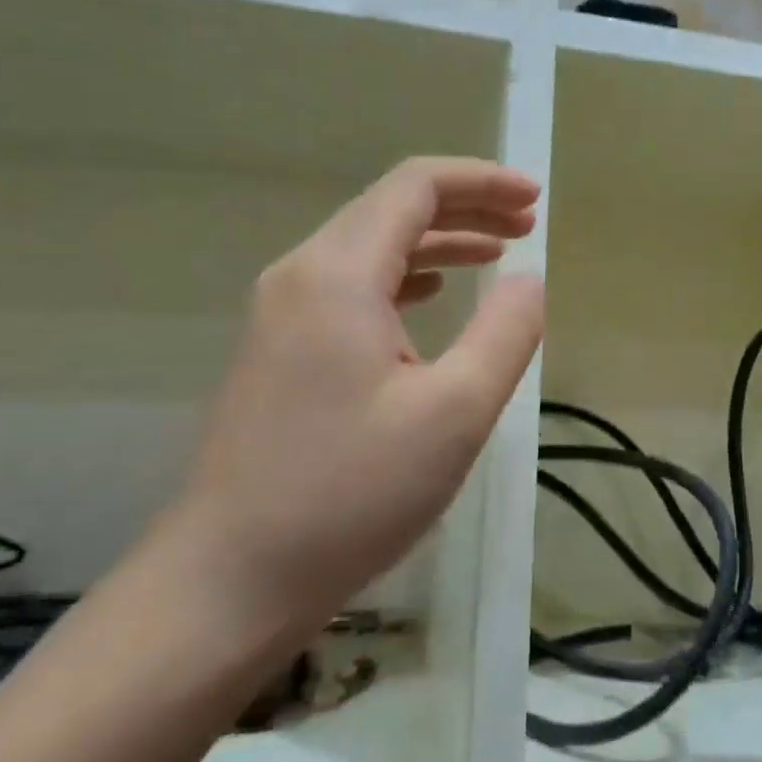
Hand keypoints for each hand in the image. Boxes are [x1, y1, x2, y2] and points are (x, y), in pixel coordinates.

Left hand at [163, 158, 543, 630]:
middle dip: (466, 207)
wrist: (227, 580)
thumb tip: (529, 280)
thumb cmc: (348, 495)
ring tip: (497, 252)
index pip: (416, 187)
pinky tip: (433, 297)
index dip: (482, 181)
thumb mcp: (454, 414)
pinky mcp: (278, 347)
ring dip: (437, 242)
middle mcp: (302, 274)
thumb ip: (505, 334)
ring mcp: (281, 311)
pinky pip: (350, 285)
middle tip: (527, 223)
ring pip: (370, 246)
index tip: (534, 199)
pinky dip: (403, 277)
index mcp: (338, 273)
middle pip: (391, 208)